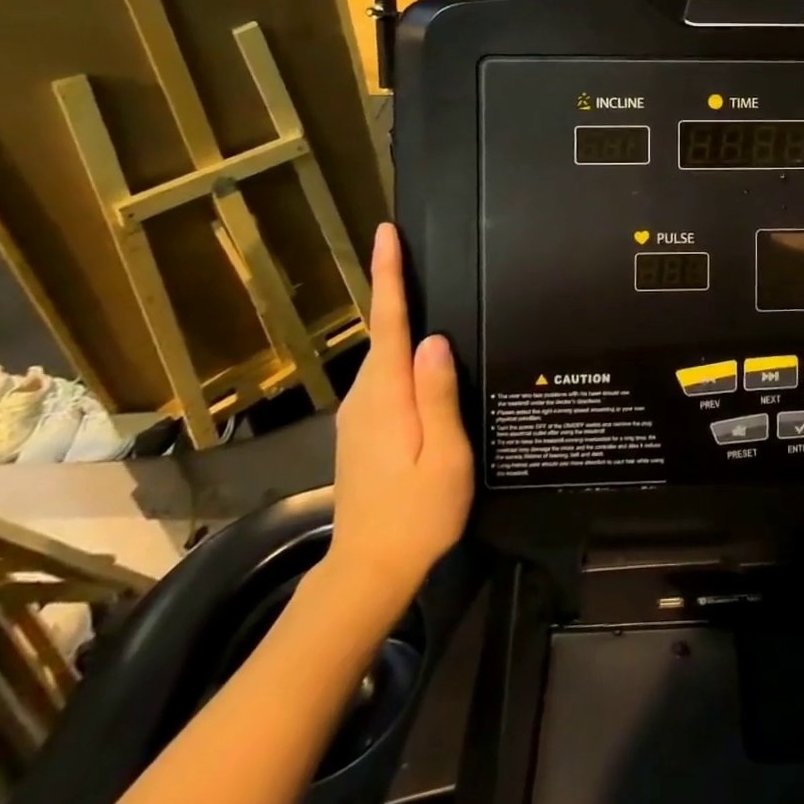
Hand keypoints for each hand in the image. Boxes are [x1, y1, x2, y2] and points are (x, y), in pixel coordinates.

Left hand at [321, 224, 473, 620]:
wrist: (368, 571)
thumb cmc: (418, 513)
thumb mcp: (445, 456)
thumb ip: (438, 396)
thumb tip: (434, 339)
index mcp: (387, 396)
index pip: (388, 321)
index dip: (388, 275)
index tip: (386, 233)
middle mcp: (365, 396)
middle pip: (383, 331)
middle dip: (397, 289)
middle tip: (421, 252)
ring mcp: (358, 414)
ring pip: (384, 355)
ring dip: (401, 322)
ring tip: (430, 297)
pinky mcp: (361, 429)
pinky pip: (385, 376)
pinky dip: (400, 354)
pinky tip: (424, 360)